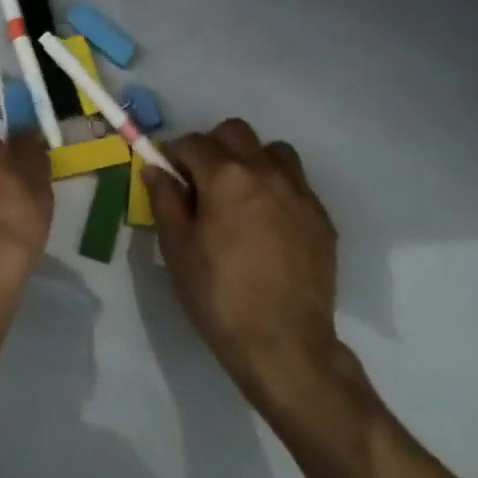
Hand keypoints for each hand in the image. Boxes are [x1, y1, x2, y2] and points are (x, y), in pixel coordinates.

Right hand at [144, 120, 355, 420]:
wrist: (284, 345)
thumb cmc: (219, 295)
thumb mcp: (177, 248)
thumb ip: (165, 199)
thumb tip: (156, 168)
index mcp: (225, 176)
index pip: (193, 142)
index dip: (174, 154)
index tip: (168, 174)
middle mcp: (265, 171)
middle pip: (235, 132)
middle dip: (213, 146)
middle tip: (202, 181)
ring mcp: (299, 193)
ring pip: (273, 151)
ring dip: (252, 160)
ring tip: (240, 195)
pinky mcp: (321, 217)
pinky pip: (296, 183)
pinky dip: (277, 188)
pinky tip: (267, 223)